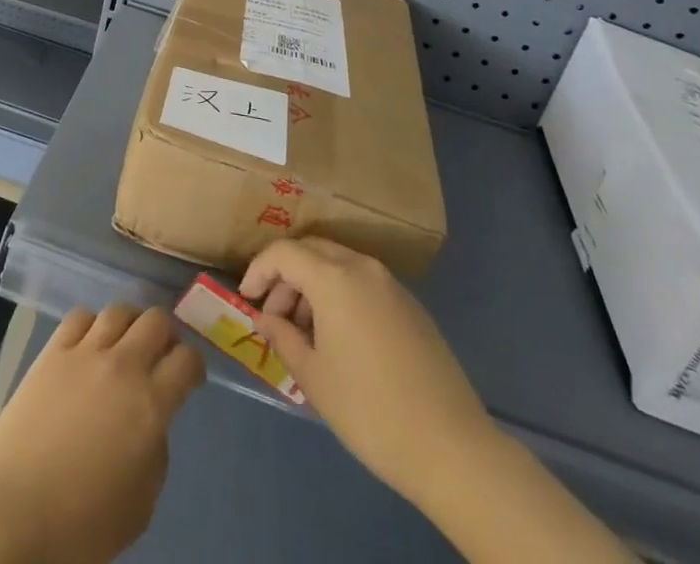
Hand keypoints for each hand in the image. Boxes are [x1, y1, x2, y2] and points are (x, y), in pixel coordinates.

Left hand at [0, 304, 204, 563]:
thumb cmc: (79, 523)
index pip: (187, 361)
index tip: (191, 377)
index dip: (195, 366)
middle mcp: (123, 366)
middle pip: (157, 321)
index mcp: (150, 405)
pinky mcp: (53, 350)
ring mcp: (85, 352)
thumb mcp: (139, 506)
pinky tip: (90, 342)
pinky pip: (81, 316)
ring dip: (132, 323)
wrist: (12, 509)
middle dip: (167, 334)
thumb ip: (155, 454)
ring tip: (128, 342)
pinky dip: (93, 323)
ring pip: (120, 310)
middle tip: (163, 354)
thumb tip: (152, 424)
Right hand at [241, 236, 493, 512]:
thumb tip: (264, 318)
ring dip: (313, 286)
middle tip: (273, 317)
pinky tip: (339, 338)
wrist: (452, 447)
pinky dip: (340, 295)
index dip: (258, 270)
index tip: (247, 299)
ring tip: (305, 334)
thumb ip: (282, 337)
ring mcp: (391, 284)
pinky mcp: (410, 305)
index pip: (283, 252)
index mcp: (334, 277)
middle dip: (286, 277)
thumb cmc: (370, 410)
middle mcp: (362, 266)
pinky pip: (362, 283)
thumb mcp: (313, 377)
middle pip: (311, 251)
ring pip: (338, 264)